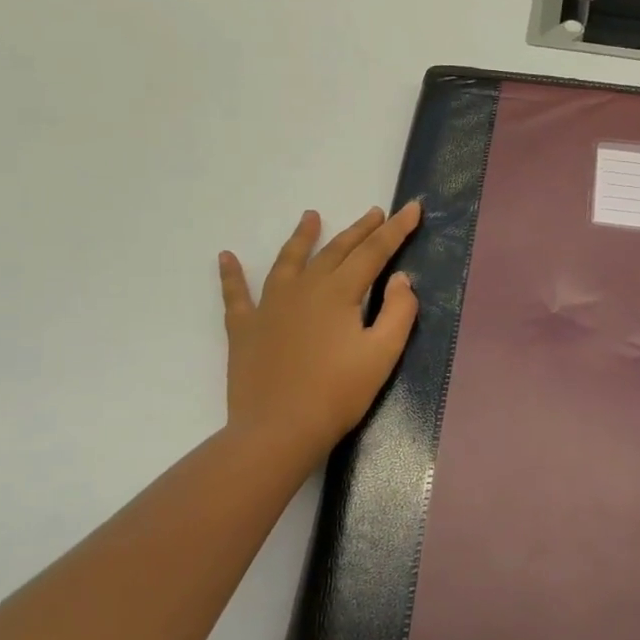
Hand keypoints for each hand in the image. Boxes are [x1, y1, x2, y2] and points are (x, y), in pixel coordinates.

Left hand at [218, 202, 421, 475]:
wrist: (278, 431)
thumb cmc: (338, 394)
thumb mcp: (383, 354)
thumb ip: (399, 311)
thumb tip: (401, 278)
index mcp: (339, 292)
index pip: (374, 252)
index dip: (396, 229)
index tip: (413, 208)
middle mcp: (303, 288)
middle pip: (336, 250)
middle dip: (359, 230)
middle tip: (376, 213)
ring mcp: (269, 306)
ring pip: (289, 261)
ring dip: (302, 237)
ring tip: (311, 216)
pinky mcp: (245, 328)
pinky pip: (236, 294)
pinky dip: (231, 275)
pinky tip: (226, 257)